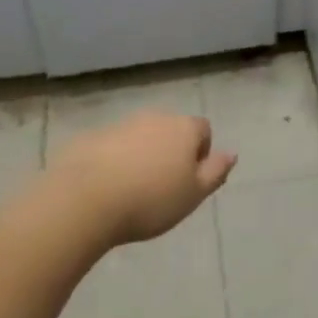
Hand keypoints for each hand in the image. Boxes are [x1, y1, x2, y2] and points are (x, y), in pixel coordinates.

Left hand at [51, 110, 235, 245]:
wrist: (86, 198)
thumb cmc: (150, 199)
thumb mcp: (193, 194)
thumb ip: (215, 172)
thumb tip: (231, 153)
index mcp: (183, 128)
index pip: (203, 129)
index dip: (201, 152)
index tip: (189, 180)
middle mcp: (155, 117)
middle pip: (171, 130)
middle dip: (170, 152)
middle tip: (163, 187)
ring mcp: (122, 124)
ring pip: (141, 137)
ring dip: (142, 155)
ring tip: (133, 190)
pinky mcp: (93, 137)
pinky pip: (113, 146)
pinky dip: (115, 160)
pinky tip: (107, 188)